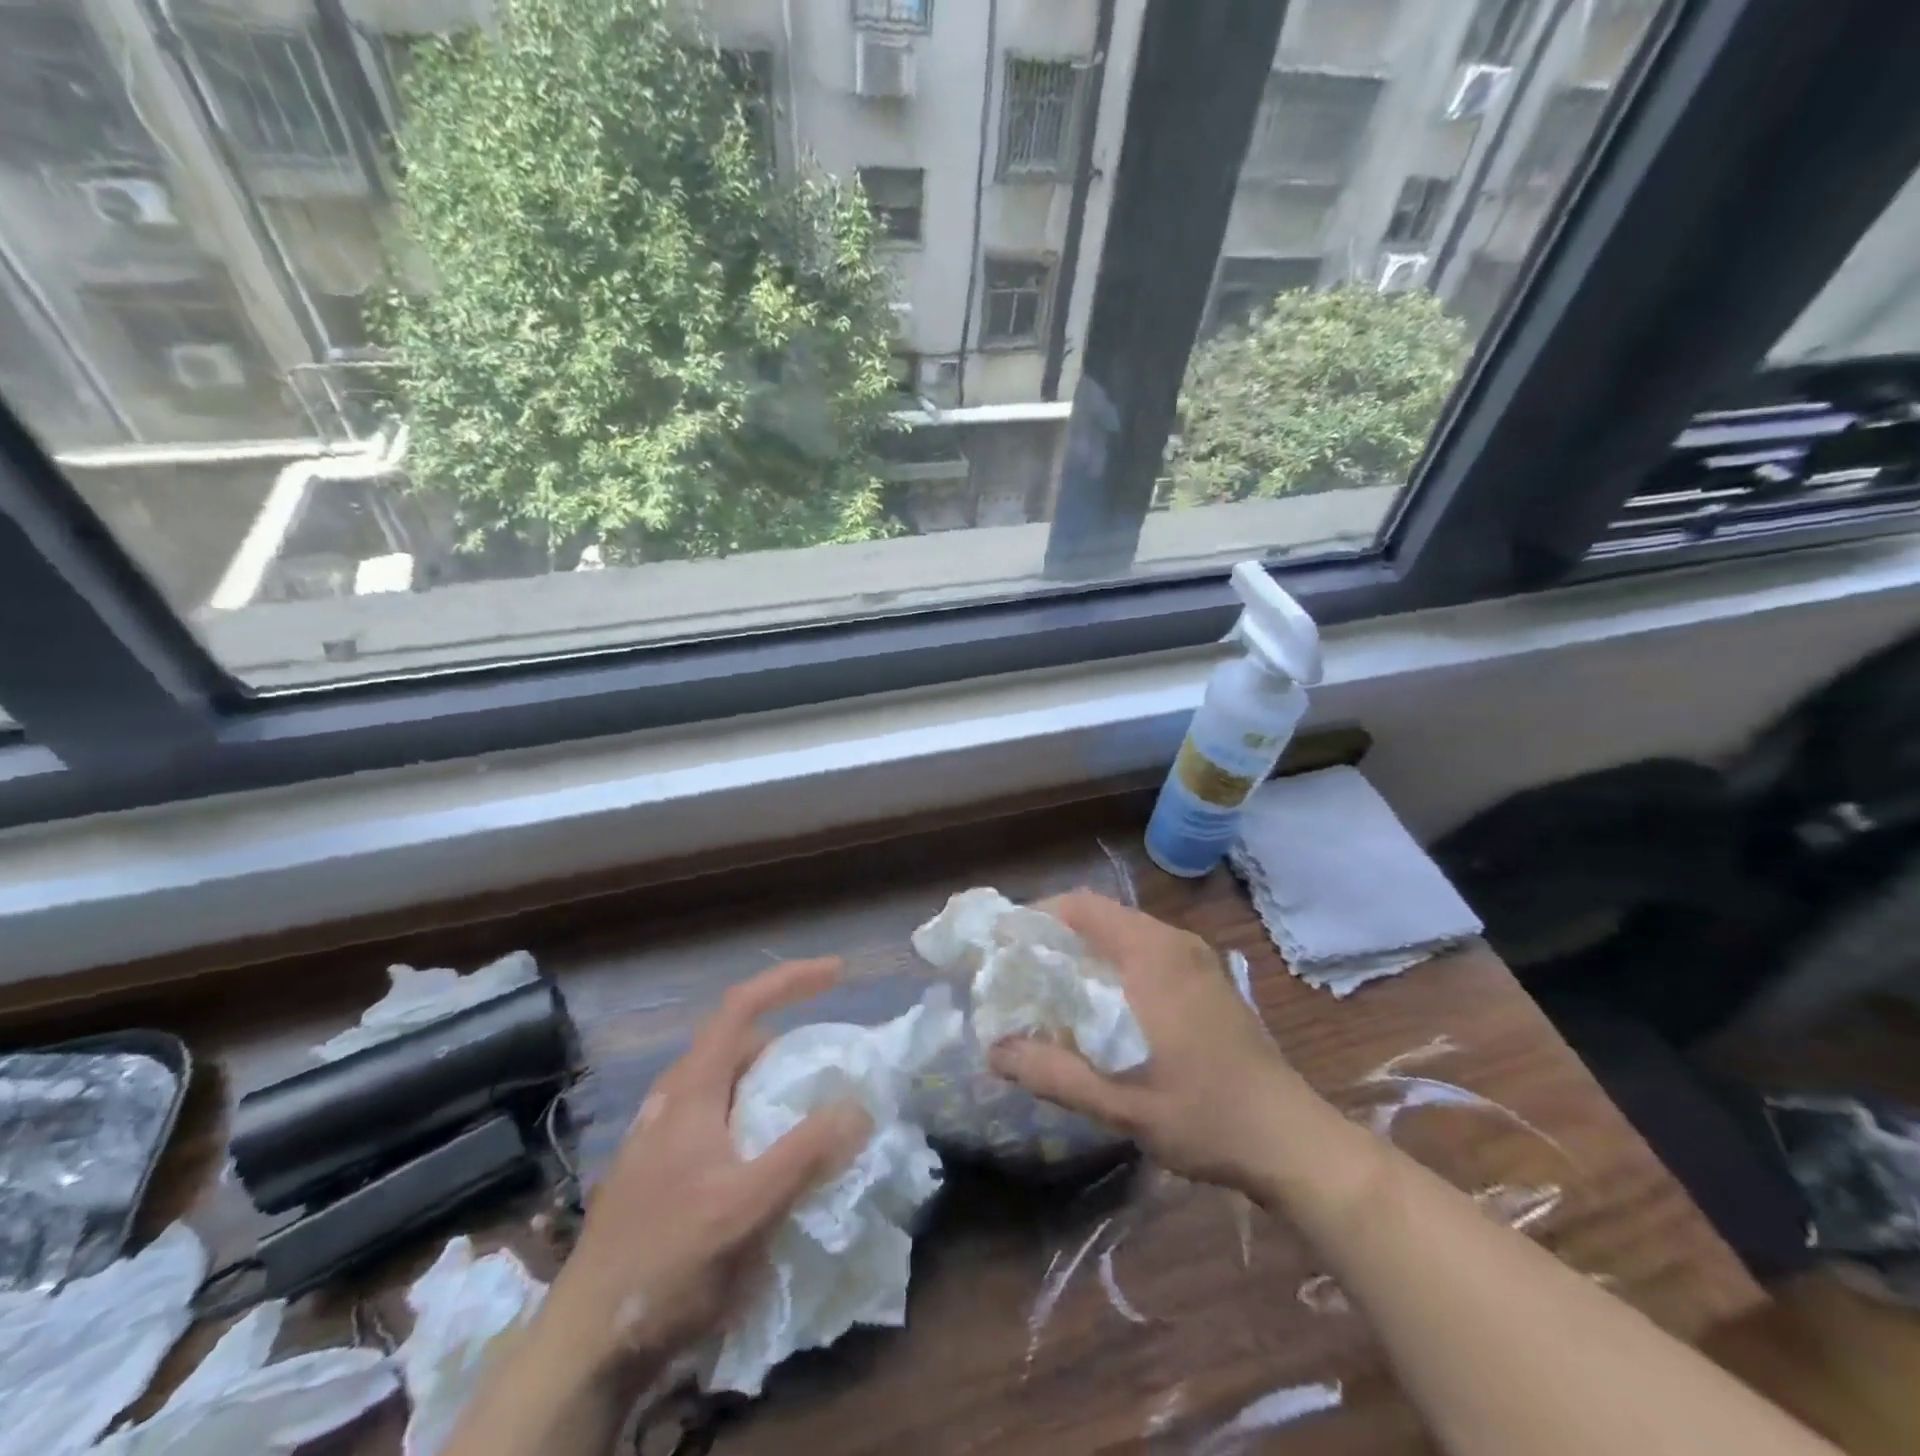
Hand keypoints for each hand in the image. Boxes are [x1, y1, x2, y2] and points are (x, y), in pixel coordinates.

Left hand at [541, 958, 871, 1375]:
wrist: (584, 1346)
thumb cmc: (665, 1262)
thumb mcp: (746, 1208)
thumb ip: (806, 1153)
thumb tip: (859, 1106)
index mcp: (691, 1090)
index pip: (741, 1006)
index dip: (789, 980)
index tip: (837, 975)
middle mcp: (674, 1100)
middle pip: (738, 1045)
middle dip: (787, 1044)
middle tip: (829, 1068)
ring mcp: (663, 1137)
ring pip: (728, 1086)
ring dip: (771, 1086)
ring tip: (808, 1117)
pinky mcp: (662, 1172)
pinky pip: (719, 1122)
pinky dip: (755, 1120)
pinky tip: (769, 1165)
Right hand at [988, 891, 1311, 1195]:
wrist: (1293, 1141)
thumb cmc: (1206, 1117)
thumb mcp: (1122, 1105)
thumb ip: (1054, 1073)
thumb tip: (994, 1050)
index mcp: (1153, 956)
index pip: (1081, 907)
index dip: (1036, 917)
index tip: (1004, 947)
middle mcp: (1174, 942)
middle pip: (1100, 916)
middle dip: (1055, 937)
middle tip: (1018, 972)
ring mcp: (1196, 958)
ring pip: (1123, 932)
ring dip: (1084, 951)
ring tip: (1050, 988)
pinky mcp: (1206, 977)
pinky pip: (1146, 949)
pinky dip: (1112, 962)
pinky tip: (1100, 1005)